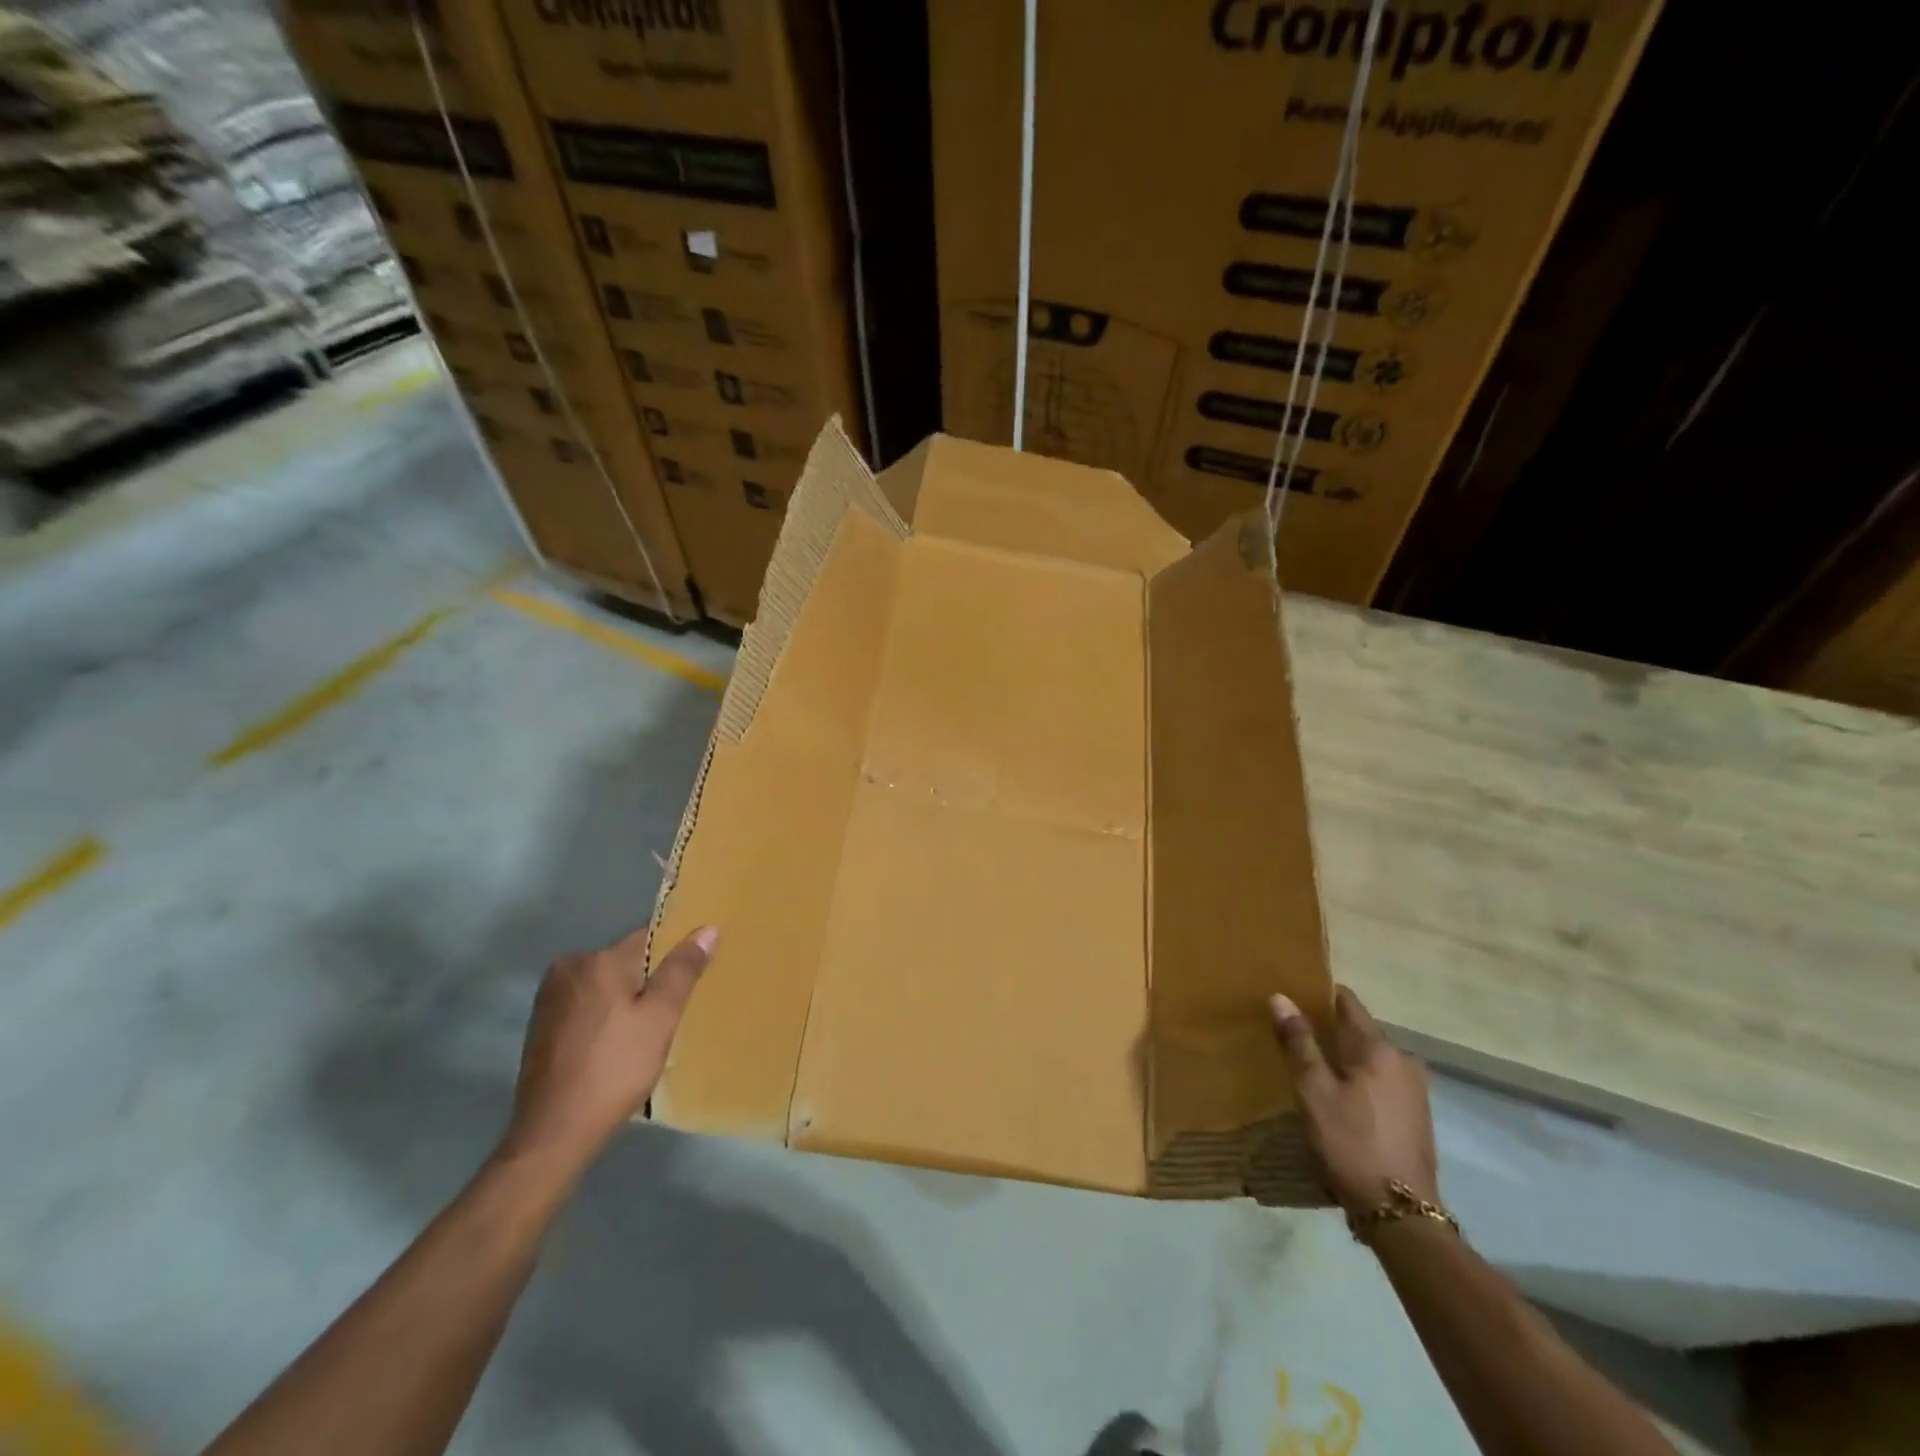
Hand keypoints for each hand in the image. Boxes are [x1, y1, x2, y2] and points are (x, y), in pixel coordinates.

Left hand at [500, 924, 716, 1174]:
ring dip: (624, 1002)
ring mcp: (549, 999)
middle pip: (624, 963)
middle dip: (648, 982)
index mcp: (597, 960)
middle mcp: (568, 968)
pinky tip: (616, 1048)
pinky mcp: (540, 1027)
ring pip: (604, 987)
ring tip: (645, 1035)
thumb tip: (706, 929)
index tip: (689, 980)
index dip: (672, 956)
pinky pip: (585, 1008)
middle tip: (670, 1015)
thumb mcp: (661, 1017)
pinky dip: (604, 1019)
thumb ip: (682, 970)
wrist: (555, 1132)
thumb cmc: (615, 1068)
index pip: (648, 938)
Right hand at [1269, 986, 1439, 1215]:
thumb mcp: (1313, 1091)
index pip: (1346, 1000)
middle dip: (1326, 1028)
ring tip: (1308, 1065)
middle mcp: (1402, 1059)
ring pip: (1368, 1057)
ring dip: (1341, 1056)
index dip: (1316, 994)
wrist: (1400, 1213)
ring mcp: (1414, 1088)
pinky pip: (1379, 1079)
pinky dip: (1356, 1078)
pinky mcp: (1415, 1114)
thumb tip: (1281, 997)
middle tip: (1290, 1033)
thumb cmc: (1350, 1143)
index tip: (1289, 996)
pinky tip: (1336, 1095)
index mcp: (1379, 1048)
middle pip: (1358, 1029)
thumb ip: (1299, 1042)